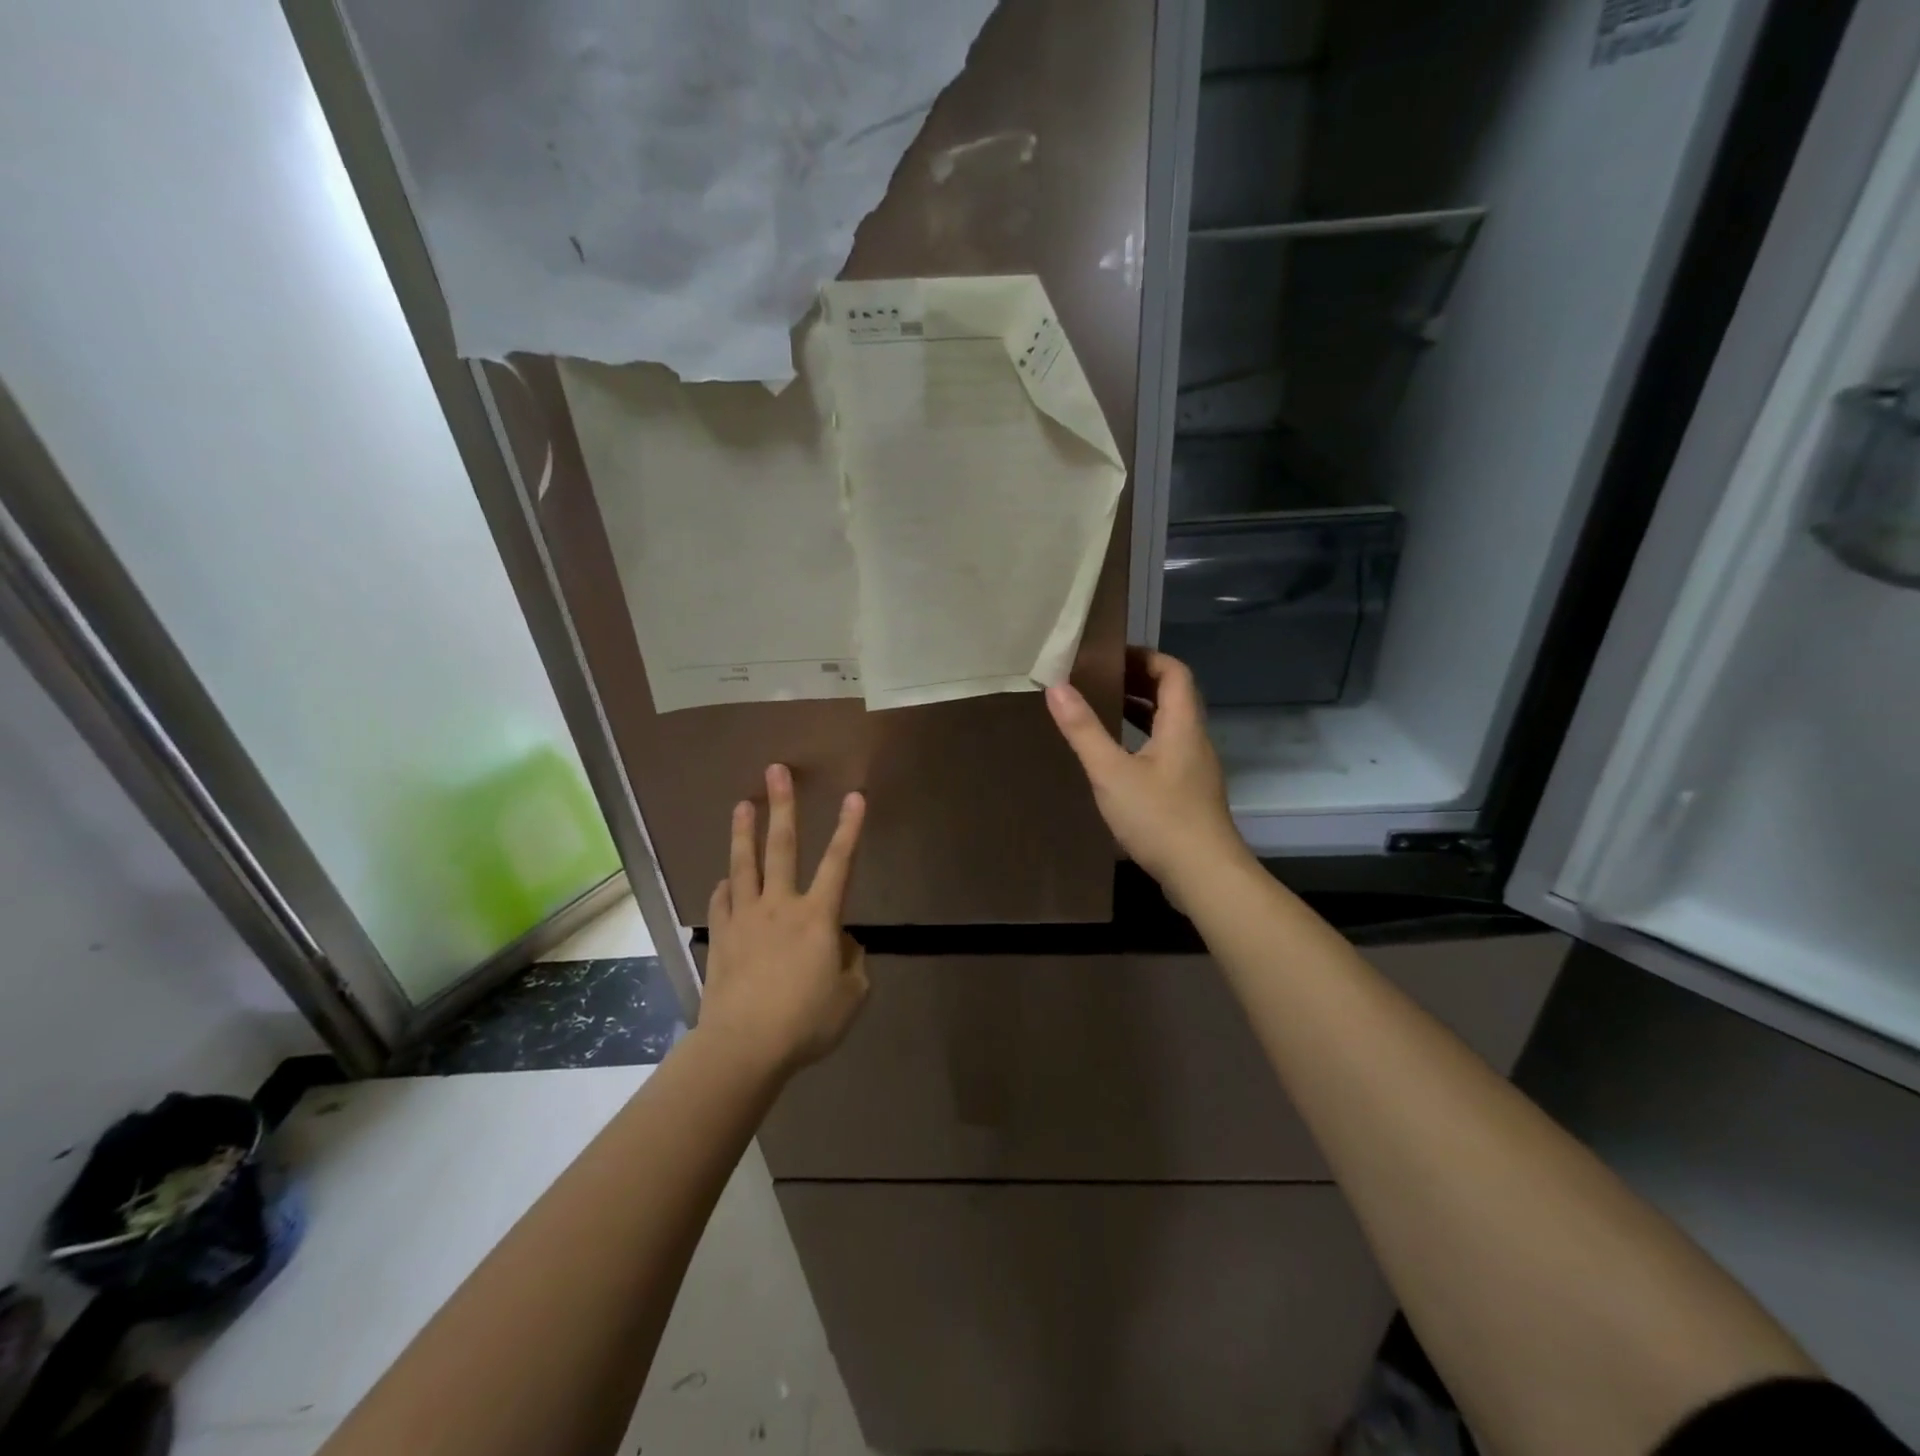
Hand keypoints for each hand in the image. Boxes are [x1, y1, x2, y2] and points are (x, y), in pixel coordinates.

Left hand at [699, 765, 868, 1074]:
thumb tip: (841, 944)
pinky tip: (724, 881)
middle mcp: (779, 906)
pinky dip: (725, 888)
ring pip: (743, 866)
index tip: (854, 796)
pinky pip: (721, 903)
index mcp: (817, 916)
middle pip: (781, 847)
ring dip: (743, 833)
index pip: (839, 862)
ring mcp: (744, 919)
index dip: (849, 828)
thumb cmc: (805, 1022)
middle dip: (782, 806)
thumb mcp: (851, 996)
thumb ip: (853, 962)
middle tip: (776, 771)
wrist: (743, 1047)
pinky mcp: (720, 938)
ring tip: (742, 804)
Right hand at [1047, 649, 1249, 902]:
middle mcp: (1195, 741)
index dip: (1147, 657)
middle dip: (1139, 682)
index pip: (1174, 673)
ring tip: (1104, 710)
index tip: (1113, 656)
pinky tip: (1119, 760)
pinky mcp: (1190, 794)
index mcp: (1182, 726)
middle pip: (1174, 697)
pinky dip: (1143, 741)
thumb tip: (1057, 687)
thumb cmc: (1159, 818)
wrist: (1205, 875)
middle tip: (1100, 680)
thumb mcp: (1112, 773)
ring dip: (1141, 712)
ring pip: (1170, 726)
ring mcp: (1196, 769)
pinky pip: (1167, 751)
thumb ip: (1084, 730)